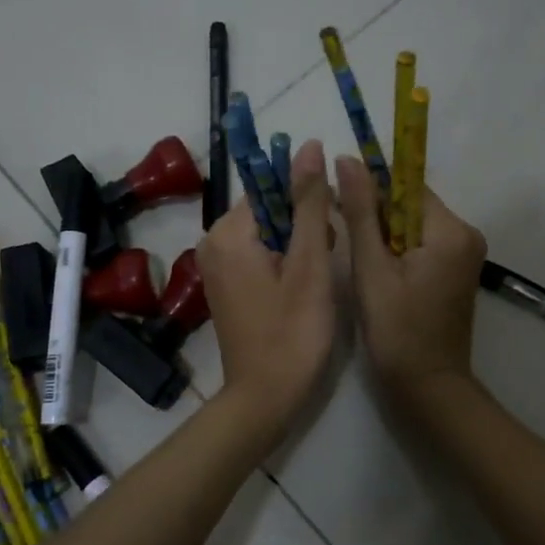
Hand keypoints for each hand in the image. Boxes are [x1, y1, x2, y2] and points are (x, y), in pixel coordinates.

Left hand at [196, 139, 337, 433]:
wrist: (265, 398)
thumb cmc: (293, 333)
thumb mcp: (309, 265)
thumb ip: (309, 204)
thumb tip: (309, 146)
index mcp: (228, 232)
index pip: (269, 186)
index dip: (306, 198)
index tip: (331, 224)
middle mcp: (213, 242)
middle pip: (268, 208)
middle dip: (303, 223)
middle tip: (327, 257)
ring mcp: (216, 266)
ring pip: (267, 231)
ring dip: (298, 242)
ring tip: (318, 275)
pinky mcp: (225, 285)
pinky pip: (258, 254)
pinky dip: (284, 260)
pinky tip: (303, 286)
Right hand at [336, 157, 487, 409]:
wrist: (428, 388)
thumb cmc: (397, 331)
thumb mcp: (371, 268)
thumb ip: (360, 212)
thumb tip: (347, 160)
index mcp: (451, 231)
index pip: (407, 186)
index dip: (370, 186)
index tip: (335, 192)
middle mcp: (466, 235)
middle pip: (412, 205)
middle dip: (375, 211)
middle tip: (337, 224)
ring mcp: (464, 255)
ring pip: (414, 225)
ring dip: (383, 231)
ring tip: (352, 248)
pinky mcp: (456, 272)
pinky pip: (422, 245)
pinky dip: (397, 249)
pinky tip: (374, 266)